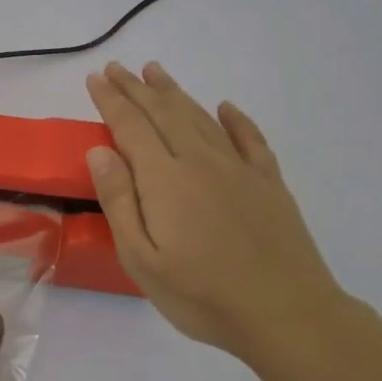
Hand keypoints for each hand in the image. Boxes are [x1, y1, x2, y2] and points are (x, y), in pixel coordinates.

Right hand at [84, 61, 353, 365]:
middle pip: (164, 113)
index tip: (96, 78)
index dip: (111, 100)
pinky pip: (250, 139)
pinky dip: (235, 119)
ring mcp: (239, 169)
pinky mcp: (269, 183)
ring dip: (175, 93)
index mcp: (165, 179)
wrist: (286, 313)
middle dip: (137, 88)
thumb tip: (100, 151)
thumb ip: (119, 201)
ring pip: (201, 118)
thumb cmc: (201, 294)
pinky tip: (226, 107)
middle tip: (118, 68)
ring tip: (156, 73)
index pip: (131, 127)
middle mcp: (201, 162)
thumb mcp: (141, 260)